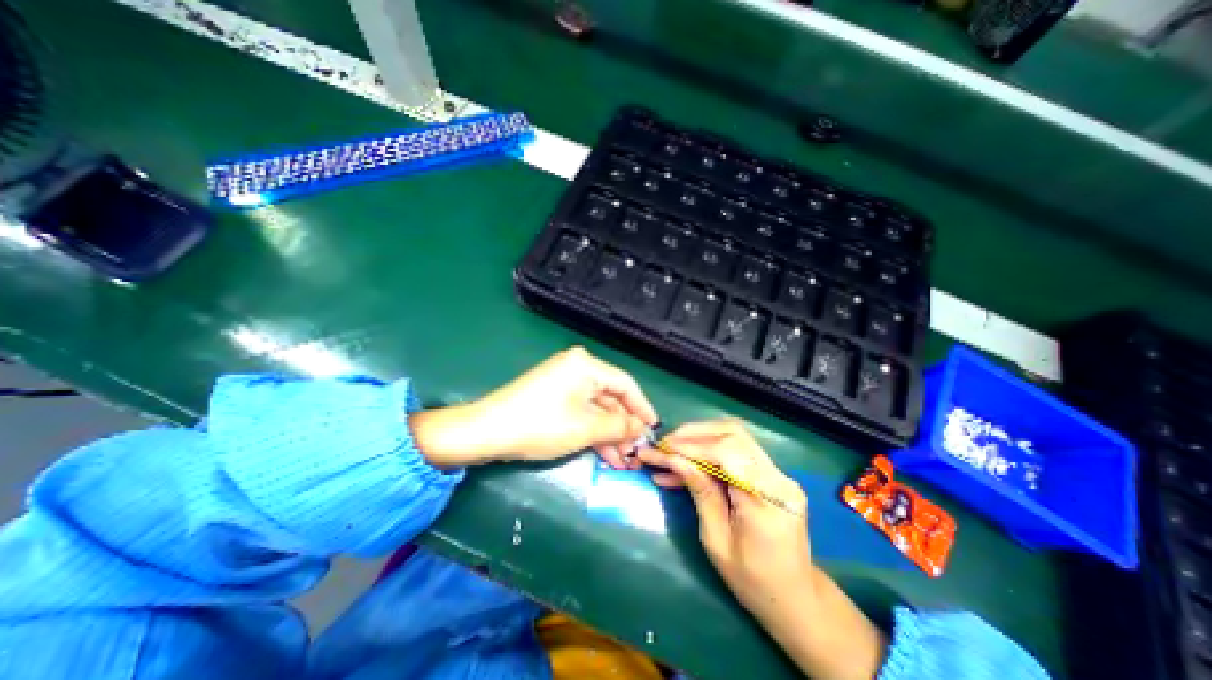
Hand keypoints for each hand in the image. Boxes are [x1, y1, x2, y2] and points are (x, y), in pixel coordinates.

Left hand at [408, 351, 657, 465]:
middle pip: (610, 397)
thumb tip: (640, 428)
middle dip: (623, 426)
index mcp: (586, 365)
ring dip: (609, 433)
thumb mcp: (586, 428)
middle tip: (637, 451)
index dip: (642, 407)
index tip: (654, 428)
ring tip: (623, 460)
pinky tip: (604, 454)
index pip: (625, 384)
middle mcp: (577, 368)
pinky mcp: (553, 397)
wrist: (486, 432)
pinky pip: (581, 412)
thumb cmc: (541, 425)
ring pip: (596, 408)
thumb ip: (619, 426)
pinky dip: (592, 431)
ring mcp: (563, 382)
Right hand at [638, 421, 886, 678]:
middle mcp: (778, 478)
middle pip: (733, 434)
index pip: (727, 452)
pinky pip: (736, 452)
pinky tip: (685, 465)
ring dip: (699, 439)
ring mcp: (777, 473)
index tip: (662, 449)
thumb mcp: (717, 541)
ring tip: (671, 452)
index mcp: (766, 499)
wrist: (795, 597)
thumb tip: (675, 459)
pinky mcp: (771, 474)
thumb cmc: (753, 581)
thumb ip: (700, 492)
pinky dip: (709, 452)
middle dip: (694, 434)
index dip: (692, 445)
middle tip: (665, 445)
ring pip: (734, 436)